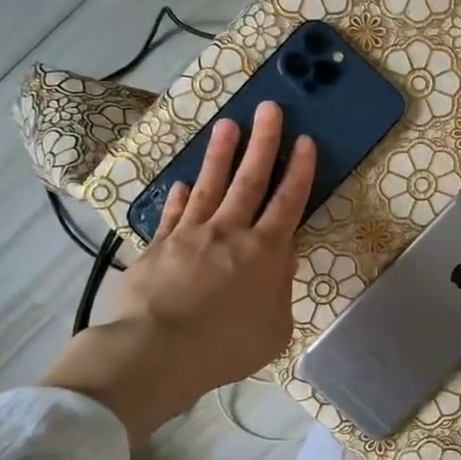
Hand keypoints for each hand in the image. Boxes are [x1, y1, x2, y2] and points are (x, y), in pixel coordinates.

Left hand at [42, 101, 316, 439]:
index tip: (305, 140)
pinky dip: (181, 196)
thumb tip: (284, 260)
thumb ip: (282, 290)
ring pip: (210, 185)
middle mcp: (230, 232)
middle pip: (250, 180)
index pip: (288, 201)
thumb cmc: (225, 346)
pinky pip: (174, 213)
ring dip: (221, 154)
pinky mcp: (158, 245)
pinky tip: (184, 184)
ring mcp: (190, 234)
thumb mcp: (274, 329)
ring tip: (228, 125)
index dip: (299, 170)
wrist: (156, 351)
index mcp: (265, 252)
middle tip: (269, 108)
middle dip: (263, 142)